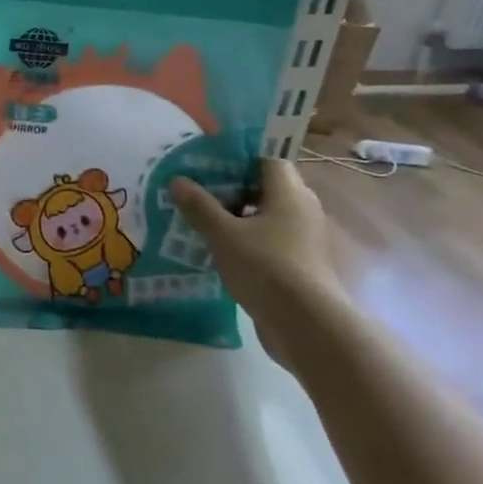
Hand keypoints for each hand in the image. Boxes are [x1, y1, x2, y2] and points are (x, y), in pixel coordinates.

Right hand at [169, 158, 345, 359]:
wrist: (306, 325)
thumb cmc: (266, 267)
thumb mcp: (223, 234)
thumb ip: (199, 206)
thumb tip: (176, 180)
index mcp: (290, 193)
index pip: (267, 159)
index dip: (238, 157)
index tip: (207, 161)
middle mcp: (302, 210)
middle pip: (265, 187)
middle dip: (231, 187)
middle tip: (197, 188)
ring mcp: (302, 239)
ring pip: (265, 215)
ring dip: (236, 215)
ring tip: (200, 218)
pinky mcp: (298, 264)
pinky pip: (268, 239)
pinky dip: (245, 239)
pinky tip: (217, 248)